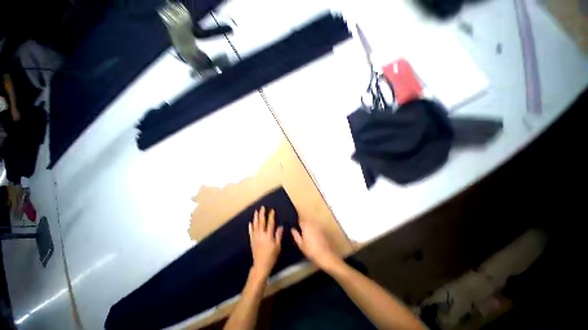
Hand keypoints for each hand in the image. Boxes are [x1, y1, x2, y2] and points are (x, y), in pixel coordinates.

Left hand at [248, 206, 282, 278]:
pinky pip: (251, 232)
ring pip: (255, 225)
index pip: (270, 223)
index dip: (271, 216)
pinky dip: (250, 227)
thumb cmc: (271, 256)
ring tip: (256, 212)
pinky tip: (250, 223)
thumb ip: (278, 236)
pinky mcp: (252, 241)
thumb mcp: (277, 246)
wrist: (261, 266)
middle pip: (261, 222)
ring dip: (255, 218)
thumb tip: (280, 226)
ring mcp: (255, 238)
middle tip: (262, 207)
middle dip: (262, 214)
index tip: (272, 210)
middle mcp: (261, 235)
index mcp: (268, 236)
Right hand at [291, 221, 339, 270]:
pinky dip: (313, 231)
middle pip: (306, 221)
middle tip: (299, 232)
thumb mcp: (301, 245)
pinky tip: (313, 238)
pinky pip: (316, 228)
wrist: (326, 256)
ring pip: (311, 225)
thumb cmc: (311, 251)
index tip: (295, 227)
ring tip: (306, 236)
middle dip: (302, 225)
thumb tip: (292, 229)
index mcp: (306, 226)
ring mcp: (318, 227)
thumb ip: (296, 235)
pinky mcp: (323, 230)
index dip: (297, 223)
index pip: (300, 220)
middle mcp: (313, 224)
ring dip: (308, 228)